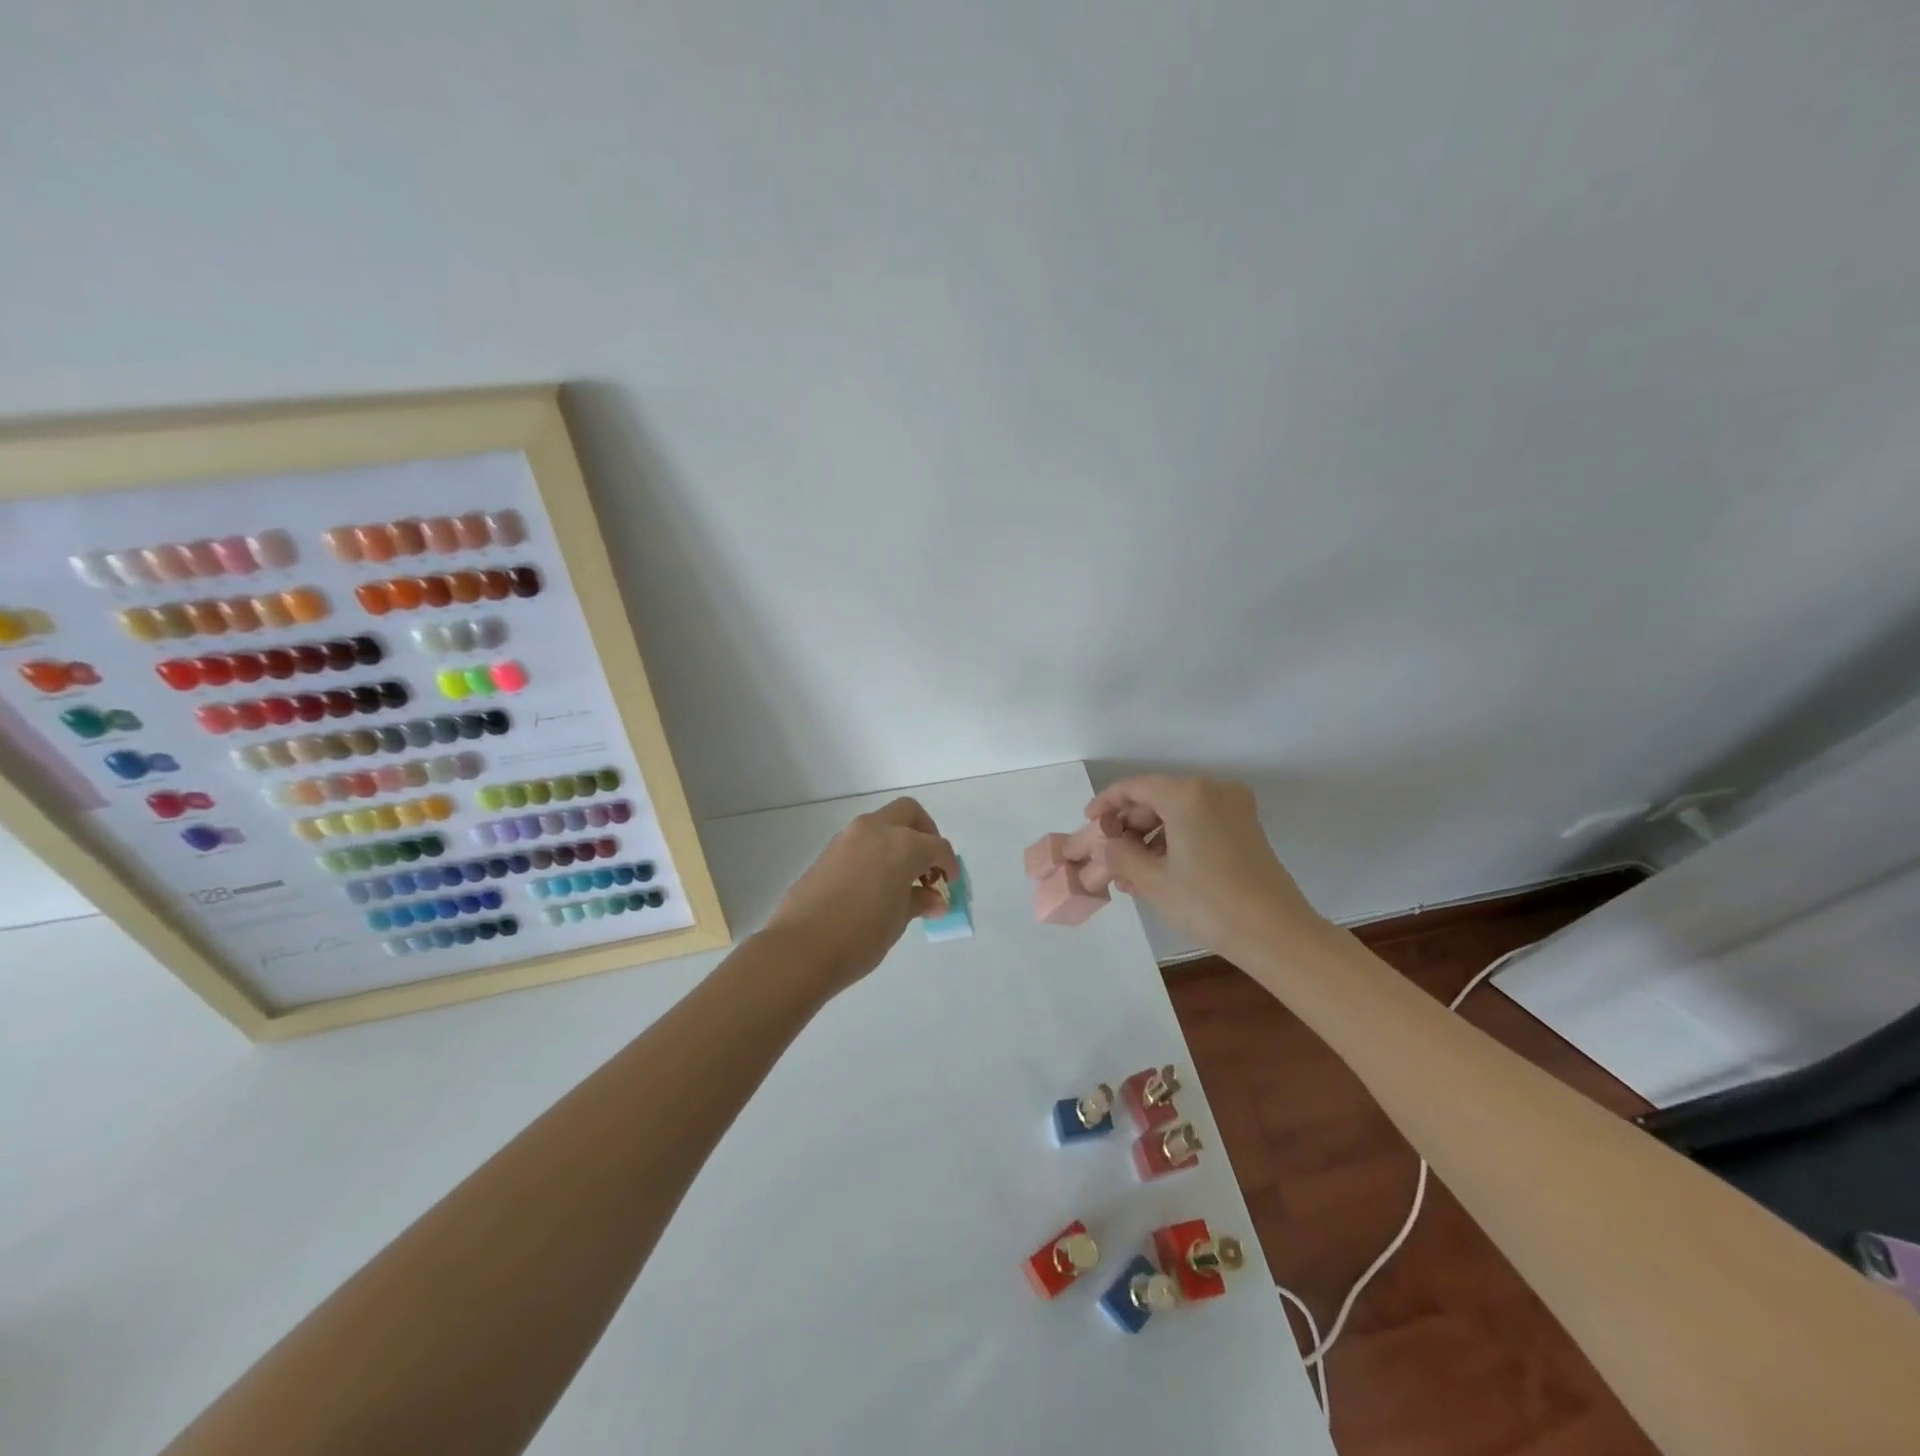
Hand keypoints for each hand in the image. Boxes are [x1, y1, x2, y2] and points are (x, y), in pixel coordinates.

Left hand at [764, 797, 959, 997]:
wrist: (801, 949)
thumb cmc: (861, 936)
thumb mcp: (899, 921)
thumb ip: (919, 901)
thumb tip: (934, 899)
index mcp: (902, 845)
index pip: (937, 846)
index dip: (948, 865)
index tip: (949, 885)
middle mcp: (876, 831)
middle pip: (909, 814)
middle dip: (925, 833)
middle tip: (928, 864)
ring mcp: (848, 838)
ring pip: (882, 824)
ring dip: (898, 841)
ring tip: (902, 879)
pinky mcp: (828, 852)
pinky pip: (861, 841)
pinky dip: (876, 852)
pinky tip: (876, 884)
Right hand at [1087, 775, 1328, 957]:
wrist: (1276, 933)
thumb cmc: (1208, 903)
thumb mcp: (1154, 880)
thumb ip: (1121, 855)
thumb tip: (1106, 845)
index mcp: (1187, 794)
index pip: (1134, 788)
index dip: (1106, 803)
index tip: (1089, 823)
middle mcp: (1212, 790)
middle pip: (1157, 798)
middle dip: (1129, 826)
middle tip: (1108, 855)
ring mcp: (1234, 808)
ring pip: (1178, 813)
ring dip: (1150, 838)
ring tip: (1128, 874)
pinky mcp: (1245, 828)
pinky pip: (1198, 823)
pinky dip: (1175, 840)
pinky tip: (1157, 872)